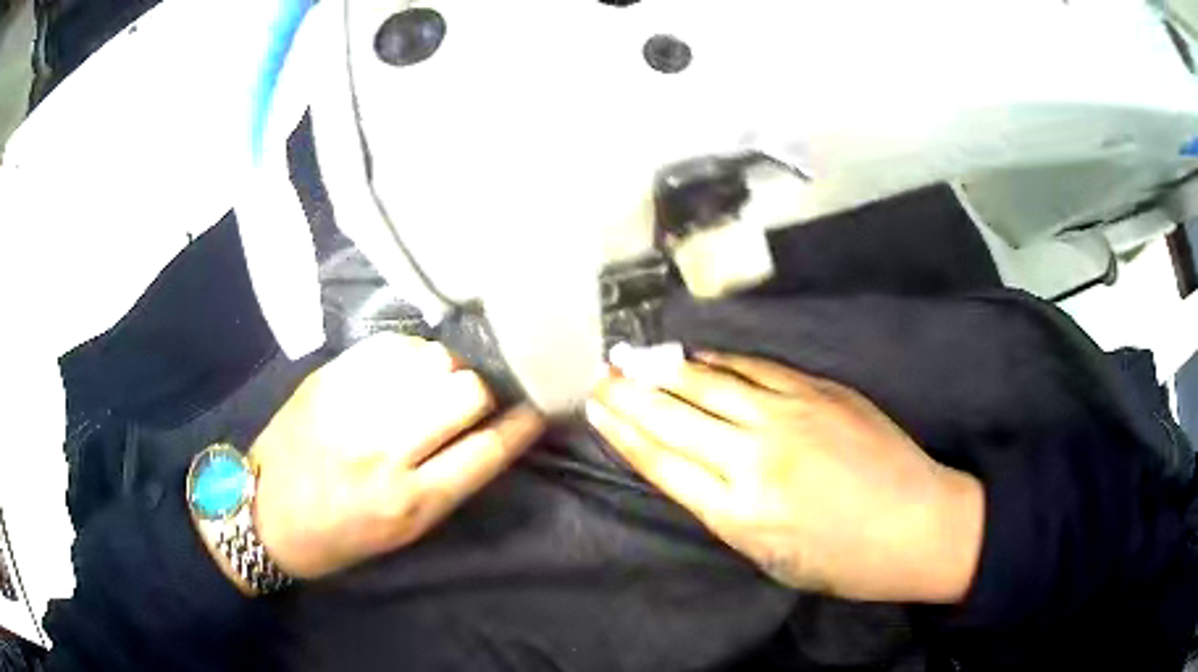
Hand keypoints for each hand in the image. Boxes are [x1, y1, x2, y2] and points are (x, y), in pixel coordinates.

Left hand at [248, 334, 544, 578]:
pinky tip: (404, 368)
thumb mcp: (403, 532)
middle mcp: (386, 451)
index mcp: (410, 503)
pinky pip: (391, 346)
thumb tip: (488, 428)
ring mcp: (354, 408)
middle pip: (467, 393)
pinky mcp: (329, 378)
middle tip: (472, 397)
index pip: (488, 450)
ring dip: (446, 369)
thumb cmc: (339, 535)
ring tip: (434, 381)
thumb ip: (448, 482)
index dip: (523, 423)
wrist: (263, 512)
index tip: (539, 404)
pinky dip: (410, 354)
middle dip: (482, 391)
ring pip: (433, 361)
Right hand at [587, 350, 983, 603]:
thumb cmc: (842, 559)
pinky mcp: (819, 391)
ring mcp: (790, 415)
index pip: (663, 462)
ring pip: (711, 384)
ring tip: (632, 356)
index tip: (596, 408)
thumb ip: (723, 509)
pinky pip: (756, 368)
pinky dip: (721, 361)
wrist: (917, 524)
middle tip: (599, 372)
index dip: (624, 432)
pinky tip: (698, 356)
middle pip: (675, 417)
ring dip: (665, 370)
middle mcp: (755, 457)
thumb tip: (687, 465)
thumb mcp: (767, 555)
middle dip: (629, 393)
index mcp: (739, 512)